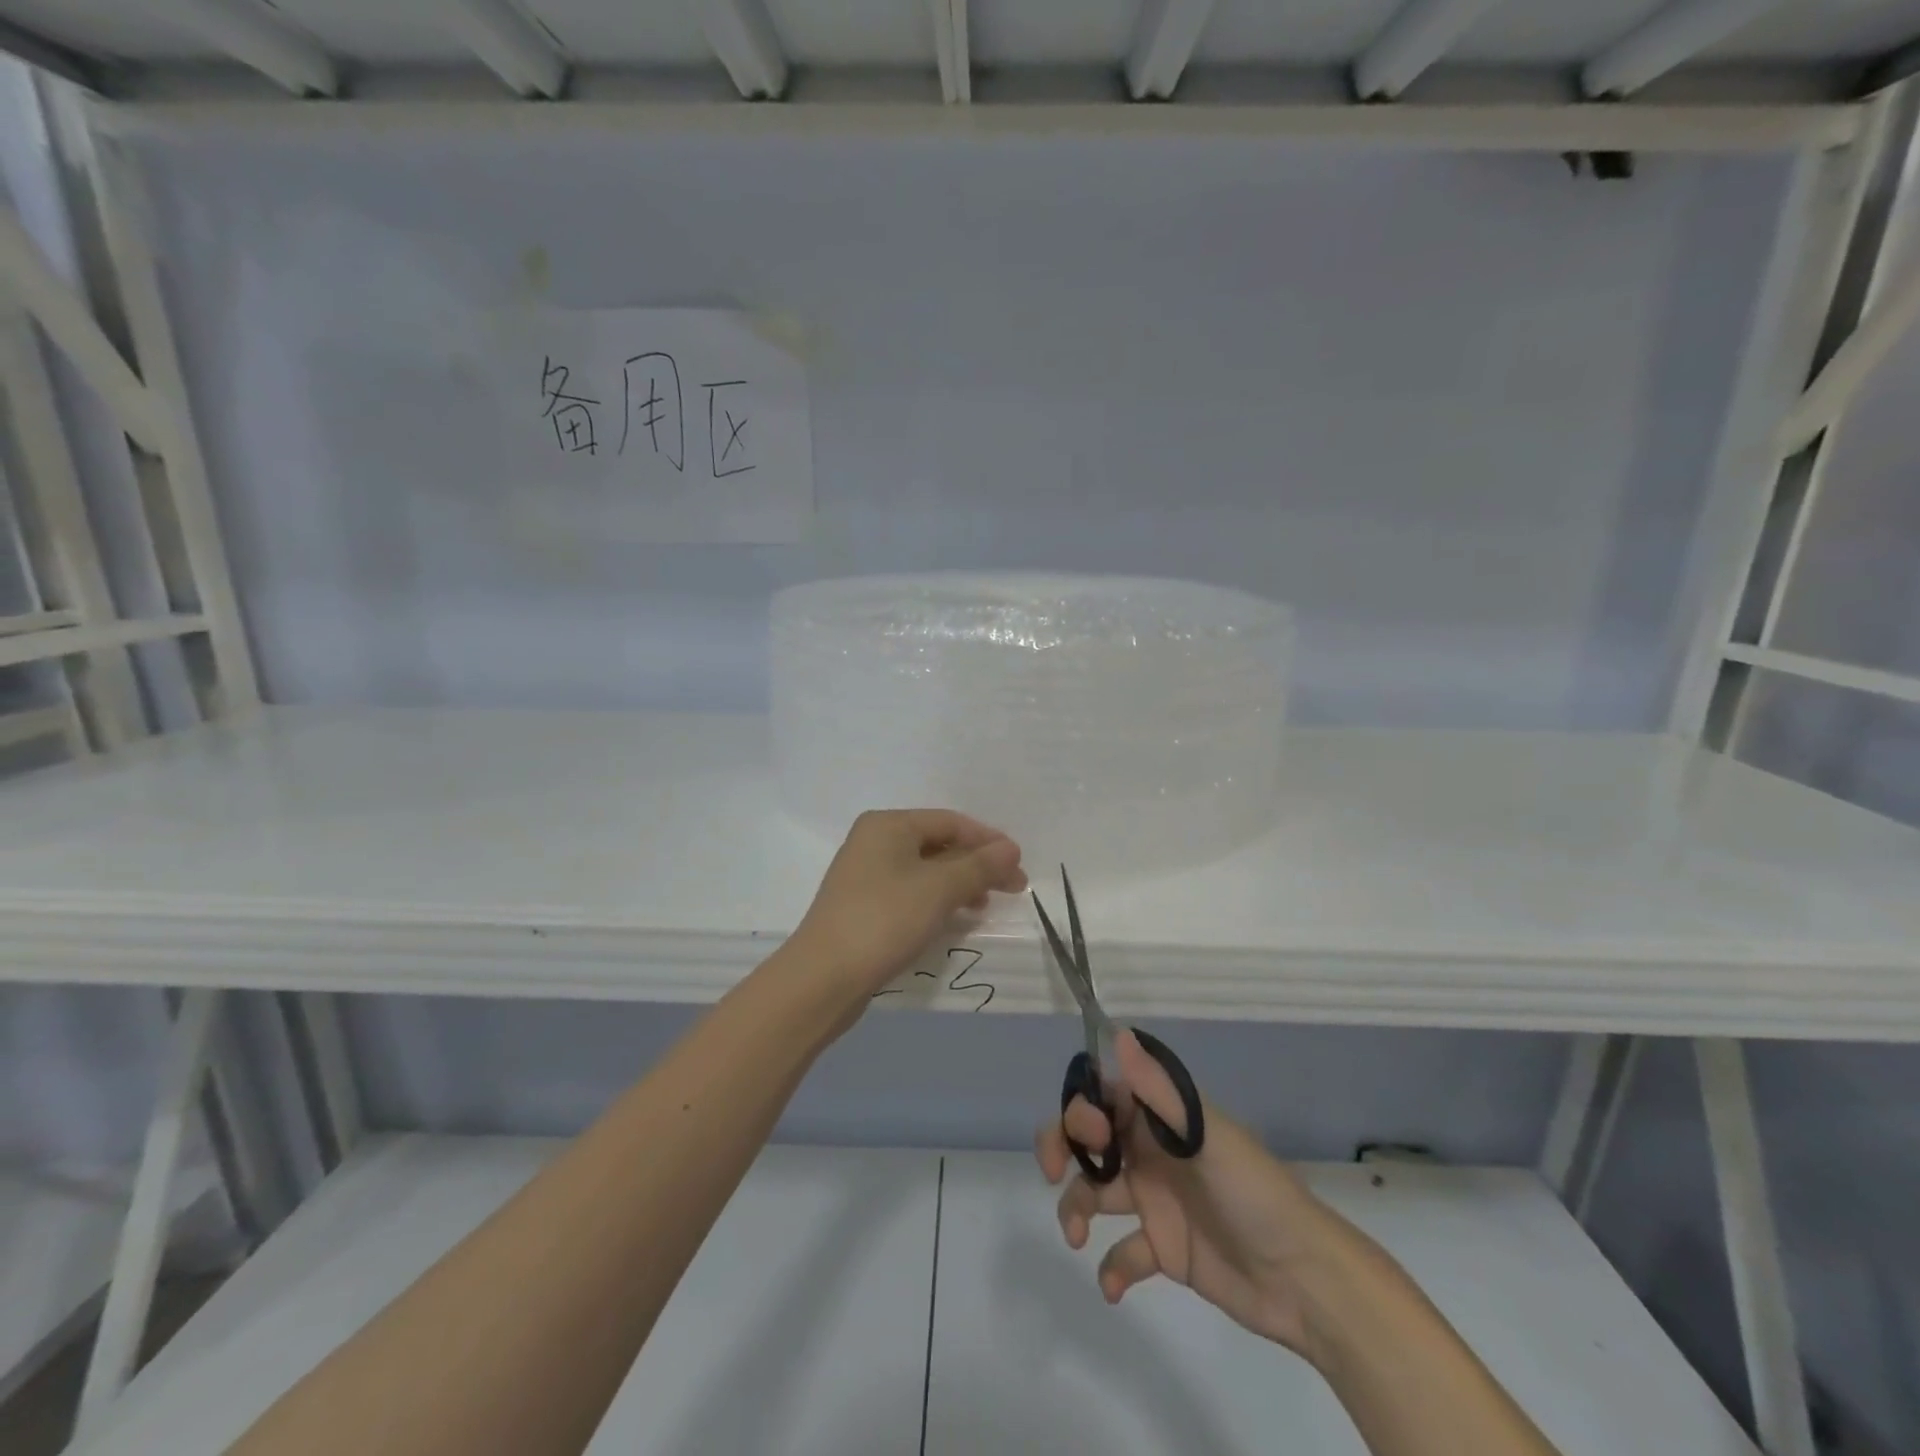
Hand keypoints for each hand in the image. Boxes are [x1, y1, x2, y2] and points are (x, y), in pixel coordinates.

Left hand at [787, 809, 1026, 1002]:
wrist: (824, 977)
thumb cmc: (885, 920)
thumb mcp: (939, 889)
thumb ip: (979, 866)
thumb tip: (1010, 848)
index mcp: (888, 825)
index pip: (951, 822)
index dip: (988, 841)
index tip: (1019, 865)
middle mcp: (874, 841)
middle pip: (939, 844)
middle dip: (977, 864)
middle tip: (1013, 888)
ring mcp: (866, 873)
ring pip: (926, 869)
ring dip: (960, 883)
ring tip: (985, 905)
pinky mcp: (864, 904)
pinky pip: (911, 890)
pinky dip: (937, 899)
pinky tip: (954, 917)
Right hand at [1036, 1031, 1358, 1360]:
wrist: (1304, 1279)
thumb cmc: (1253, 1193)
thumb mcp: (1206, 1137)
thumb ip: (1159, 1091)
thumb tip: (1118, 1034)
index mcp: (1162, 1118)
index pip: (1105, 1096)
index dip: (1082, 1107)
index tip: (1085, 1134)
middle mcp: (1152, 1152)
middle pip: (1090, 1139)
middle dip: (1062, 1147)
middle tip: (1052, 1173)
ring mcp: (1156, 1201)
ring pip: (1095, 1191)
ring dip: (1076, 1208)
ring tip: (1077, 1236)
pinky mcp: (1164, 1249)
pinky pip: (1122, 1252)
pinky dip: (1111, 1267)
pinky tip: (1114, 1284)